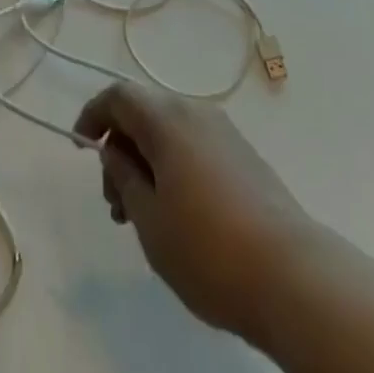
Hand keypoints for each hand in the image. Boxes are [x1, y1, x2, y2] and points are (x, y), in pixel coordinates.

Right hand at [75, 84, 317, 343]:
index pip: (119, 96)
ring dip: (147, 161)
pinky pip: (194, 146)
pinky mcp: (244, 156)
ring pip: (170, 132)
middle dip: (121, 148)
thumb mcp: (149, 219)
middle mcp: (196, 112)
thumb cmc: (209, 250)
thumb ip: (124, 176)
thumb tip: (114, 150)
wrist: (293, 276)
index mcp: (167, 120)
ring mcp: (224, 132)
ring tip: (142, 216)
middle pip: (144, 113)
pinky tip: (177, 213)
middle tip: (114, 202)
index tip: (80, 147)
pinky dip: (173, 166)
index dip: (93, 114)